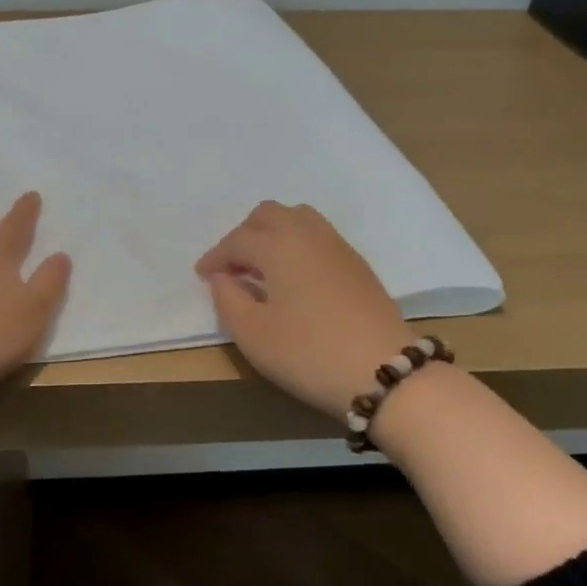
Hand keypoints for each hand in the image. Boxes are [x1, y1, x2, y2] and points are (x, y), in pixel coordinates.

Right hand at [196, 202, 414, 420]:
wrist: (384, 371)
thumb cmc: (308, 353)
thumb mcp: (253, 334)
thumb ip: (227, 300)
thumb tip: (222, 278)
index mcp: (279, 245)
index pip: (238, 240)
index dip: (215, 256)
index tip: (202, 276)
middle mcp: (308, 234)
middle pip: (268, 215)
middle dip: (244, 235)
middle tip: (232, 267)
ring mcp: (337, 246)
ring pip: (297, 219)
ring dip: (273, 234)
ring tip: (262, 267)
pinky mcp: (357, 264)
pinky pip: (318, 236)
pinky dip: (296, 244)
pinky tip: (294, 277)